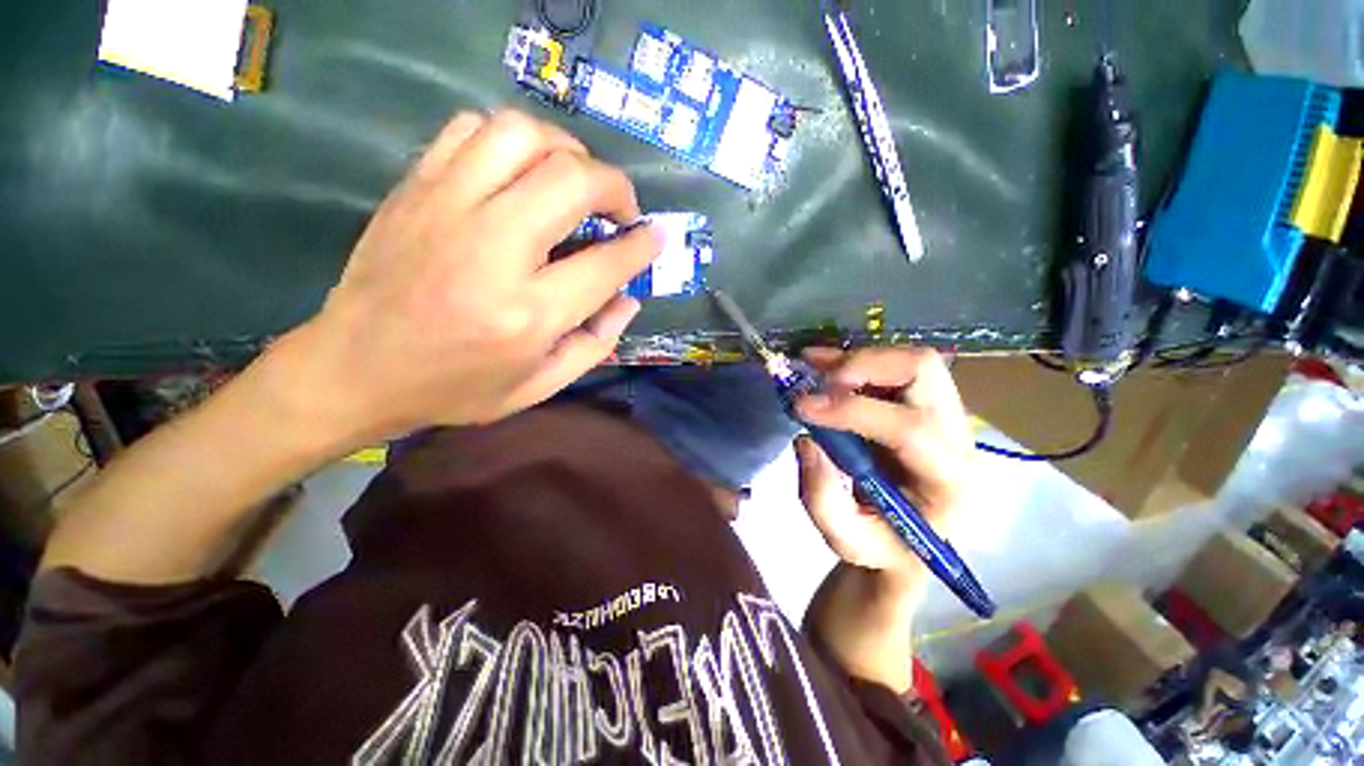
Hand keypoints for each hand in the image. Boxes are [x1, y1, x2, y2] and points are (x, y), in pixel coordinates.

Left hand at [272, 110, 661, 443]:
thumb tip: (629, 298)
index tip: (655, 236)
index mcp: (528, 313)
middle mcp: (493, 250)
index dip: (641, 245)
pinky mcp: (416, 188)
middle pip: (572, 181)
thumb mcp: (539, 387)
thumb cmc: (454, 388)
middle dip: (615, 187)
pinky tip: (521, 171)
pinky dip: (512, 140)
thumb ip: (595, 343)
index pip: (606, 263)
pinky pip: (472, 129)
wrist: (353, 369)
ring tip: (575, 181)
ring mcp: (447, 208)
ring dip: (566, 151)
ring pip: (523, 135)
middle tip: (621, 210)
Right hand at [793, 347, 973, 586]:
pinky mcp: (924, 402)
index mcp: (949, 480)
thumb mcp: (847, 540)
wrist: (908, 539)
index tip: (801, 406)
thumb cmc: (883, 545)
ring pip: (910, 360)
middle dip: (861, 368)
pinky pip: (894, 364)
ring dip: (856, 360)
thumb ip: (822, 497)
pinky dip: (854, 360)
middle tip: (815, 382)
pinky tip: (823, 366)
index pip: (911, 428)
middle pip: (922, 372)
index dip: (851, 409)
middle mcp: (957, 436)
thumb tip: (806, 439)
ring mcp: (945, 413)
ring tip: (814, 368)